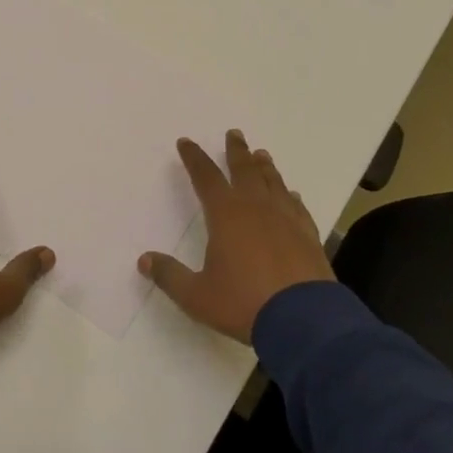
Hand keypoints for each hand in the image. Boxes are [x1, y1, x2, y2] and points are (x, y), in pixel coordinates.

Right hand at [139, 129, 335, 343]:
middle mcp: (257, 208)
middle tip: (234, 133)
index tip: (185, 142)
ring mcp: (286, 219)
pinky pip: (297, 207)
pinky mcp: (308, 235)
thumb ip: (170, 276)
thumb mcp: (197, 295)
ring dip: (264, 167)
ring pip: (273, 183)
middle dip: (236, 151)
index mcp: (226, 215)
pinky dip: (290, 196)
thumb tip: (144, 260)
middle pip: (244, 170)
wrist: (304, 319)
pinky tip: (291, 195)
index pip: (205, 177)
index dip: (194, 158)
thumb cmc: (243, 303)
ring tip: (261, 154)